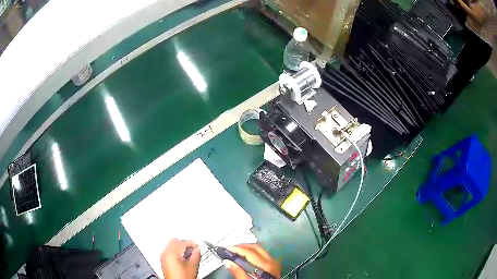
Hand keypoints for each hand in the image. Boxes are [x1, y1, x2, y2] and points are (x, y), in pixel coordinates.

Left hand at [161, 238, 200, 278]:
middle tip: (193, 247)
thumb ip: (196, 255)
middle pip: (175, 241)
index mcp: (172, 252)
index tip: (197, 246)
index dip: (192, 243)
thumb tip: (197, 249)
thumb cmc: (182, 278)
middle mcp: (165, 253)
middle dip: (184, 243)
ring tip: (188, 252)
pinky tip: (182, 256)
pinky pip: (169, 251)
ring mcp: (163, 257)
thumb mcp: (193, 266)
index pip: (183, 242)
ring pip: (171, 245)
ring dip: (180, 247)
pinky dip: (176, 251)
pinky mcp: (163, 260)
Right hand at [223, 244, 280, 278]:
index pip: (249, 252)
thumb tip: (227, 262)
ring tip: (236, 252)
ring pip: (260, 250)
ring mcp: (275, 263)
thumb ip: (238, 272)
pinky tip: (246, 257)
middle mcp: (272, 261)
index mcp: (265, 265)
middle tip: (230, 248)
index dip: (236, 248)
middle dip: (242, 246)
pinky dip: (253, 253)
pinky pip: (263, 254)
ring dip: (247, 249)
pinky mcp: (274, 266)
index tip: (225, 248)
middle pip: (256, 247)